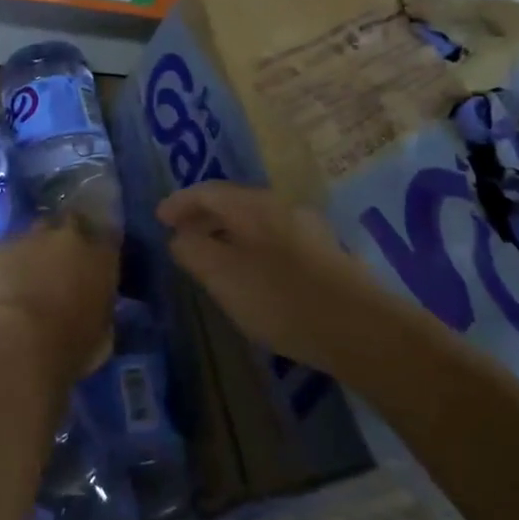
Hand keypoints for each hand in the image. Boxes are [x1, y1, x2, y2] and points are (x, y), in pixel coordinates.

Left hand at [0, 216, 118, 385]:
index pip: (109, 235)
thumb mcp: (103, 330)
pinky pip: (10, 248)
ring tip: (33, 267)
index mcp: (102, 256)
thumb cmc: (73, 345)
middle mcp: (70, 236)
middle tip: (64, 257)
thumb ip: (101, 304)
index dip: (101, 245)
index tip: (96, 258)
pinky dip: (11, 260)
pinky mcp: (1, 248)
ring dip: (39, 244)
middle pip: (73, 221)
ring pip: (39, 229)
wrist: (22, 343)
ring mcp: (33, 238)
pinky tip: (6, 280)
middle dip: (70, 234)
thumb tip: (94, 302)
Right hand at [157, 181, 420, 375]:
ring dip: (227, 233)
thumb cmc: (280, 298)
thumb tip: (180, 236)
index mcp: (254, 205)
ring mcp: (307, 229)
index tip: (159, 218)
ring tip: (210, 256)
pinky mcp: (324, 254)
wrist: (359, 328)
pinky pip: (274, 240)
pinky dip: (249, 247)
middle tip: (179, 235)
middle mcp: (281, 207)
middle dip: (203, 217)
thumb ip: (194, 251)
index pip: (208, 191)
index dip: (180, 202)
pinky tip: (248, 274)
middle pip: (233, 203)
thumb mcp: (223, 276)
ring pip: (255, 222)